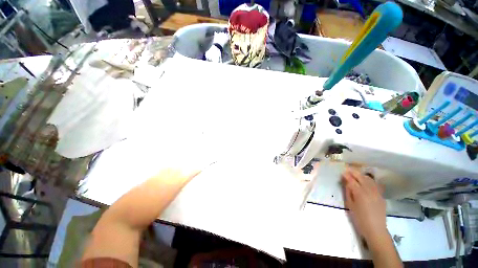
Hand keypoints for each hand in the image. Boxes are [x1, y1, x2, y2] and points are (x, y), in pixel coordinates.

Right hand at [342, 168, 387, 243]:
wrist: (376, 229)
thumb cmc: (359, 218)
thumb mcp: (350, 205)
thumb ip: (348, 192)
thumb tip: (347, 183)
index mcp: (360, 193)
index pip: (352, 180)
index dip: (347, 175)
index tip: (342, 172)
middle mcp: (369, 191)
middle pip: (361, 177)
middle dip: (354, 172)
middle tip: (348, 169)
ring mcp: (377, 192)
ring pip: (369, 179)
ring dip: (361, 175)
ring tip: (356, 173)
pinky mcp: (381, 196)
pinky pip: (375, 184)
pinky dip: (369, 180)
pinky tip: (366, 180)